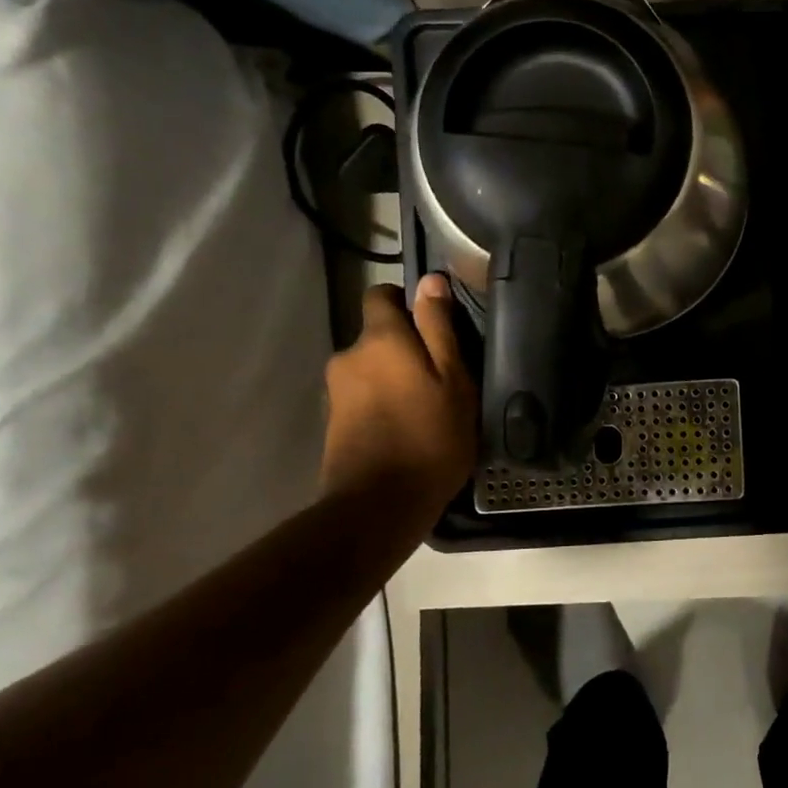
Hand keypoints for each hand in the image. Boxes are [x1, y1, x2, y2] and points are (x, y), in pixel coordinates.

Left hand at [322, 274, 477, 513]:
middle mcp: (350, 356)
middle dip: (406, 348)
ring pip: (372, 368)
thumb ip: (439, 328)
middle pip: (378, 336)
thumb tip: (430, 281)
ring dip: (395, 378)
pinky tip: (407, 428)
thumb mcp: (454, 379)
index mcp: (380, 339)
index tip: (435, 327)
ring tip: (428, 408)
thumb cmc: (431, 437)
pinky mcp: (333, 422)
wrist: (379, 506)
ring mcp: (336, 391)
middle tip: (443, 377)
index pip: (381, 295)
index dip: (407, 303)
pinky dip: (383, 403)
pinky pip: (363, 396)